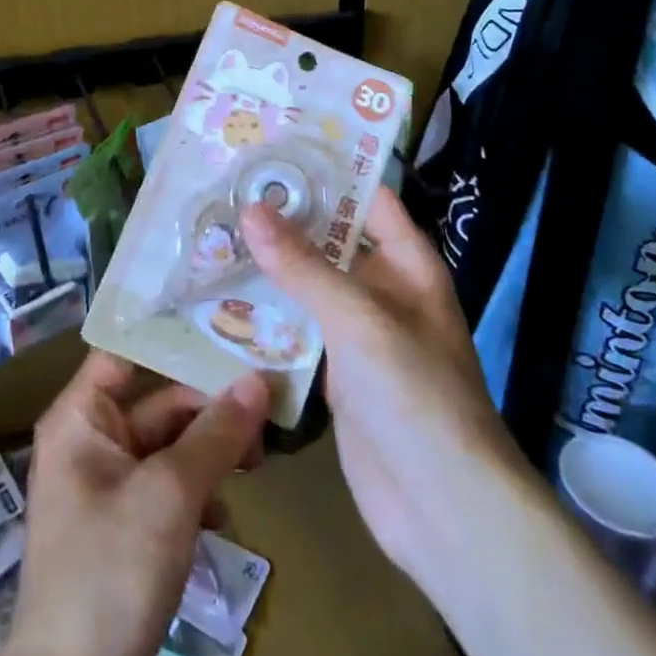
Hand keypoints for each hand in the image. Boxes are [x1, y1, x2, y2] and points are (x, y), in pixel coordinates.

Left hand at [0, 352, 269, 655]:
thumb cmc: (110, 572)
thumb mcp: (170, 495)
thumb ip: (216, 434)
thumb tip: (259, 378)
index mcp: (81, 418)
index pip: (126, 350)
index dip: (173, 336)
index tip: (228, 322)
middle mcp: (90, 442)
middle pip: (158, 401)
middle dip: (209, 407)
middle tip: (267, 407)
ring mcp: (108, 488)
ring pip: (169, 447)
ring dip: (211, 452)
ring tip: (257, 462)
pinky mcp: (126, 530)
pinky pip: (168, 489)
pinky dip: (199, 493)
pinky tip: (227, 515)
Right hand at [239, 189, 520, 598]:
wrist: (443, 508)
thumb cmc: (415, 393)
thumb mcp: (359, 318)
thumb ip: (303, 265)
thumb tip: (251, 209)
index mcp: (407, 263)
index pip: (367, 198)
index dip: (328, 170)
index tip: (273, 147)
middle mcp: (383, 290)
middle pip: (331, 240)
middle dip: (286, 218)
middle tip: (226, 188)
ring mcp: (359, 334)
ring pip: (310, 285)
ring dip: (270, 266)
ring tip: (212, 231)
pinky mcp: (336, 374)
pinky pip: (299, 330)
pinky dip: (268, 315)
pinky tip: (221, 297)